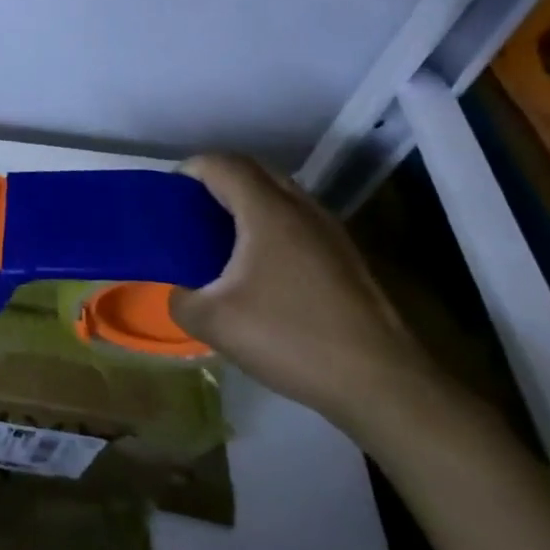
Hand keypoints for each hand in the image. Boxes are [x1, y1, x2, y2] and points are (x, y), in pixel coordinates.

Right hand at [168, 154, 441, 434]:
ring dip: (246, 205)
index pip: (222, 164)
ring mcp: (331, 233)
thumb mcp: (213, 322)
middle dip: (216, 183)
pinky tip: (259, 270)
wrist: (382, 385)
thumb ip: (180, 298)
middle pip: (253, 171)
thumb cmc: (292, 339)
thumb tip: (178, 291)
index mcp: (268, 212)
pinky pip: (297, 222)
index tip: (166, 199)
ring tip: (219, 241)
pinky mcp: (346, 258)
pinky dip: (270, 227)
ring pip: (279, 196)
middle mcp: (302, 210)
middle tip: (189, 214)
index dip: (188, 171)